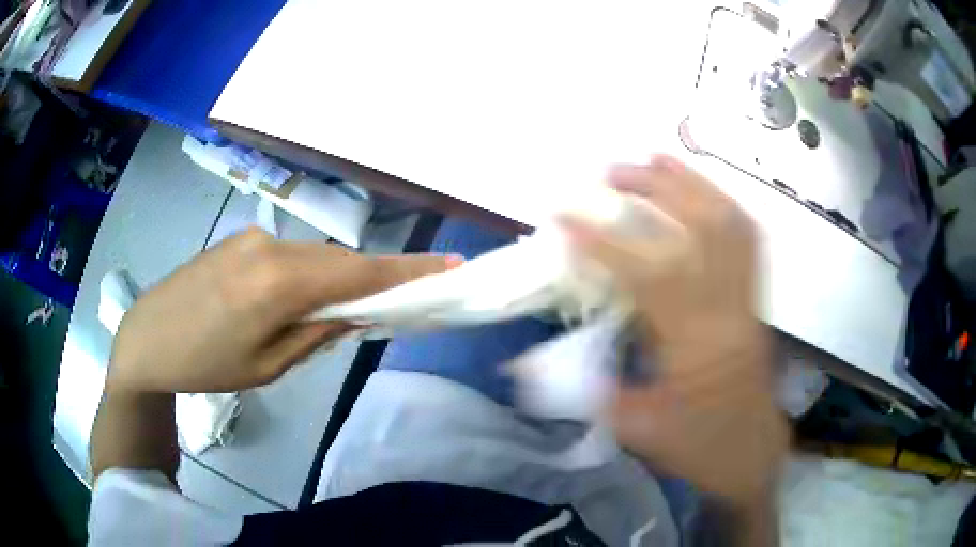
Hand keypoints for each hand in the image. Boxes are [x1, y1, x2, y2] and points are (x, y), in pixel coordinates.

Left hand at [107, 228, 451, 394]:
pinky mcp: (238, 239)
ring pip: (313, 256)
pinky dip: (305, 273)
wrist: (146, 339)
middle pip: (338, 260)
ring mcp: (251, 238)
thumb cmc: (204, 366)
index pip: (358, 274)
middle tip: (393, 300)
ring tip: (330, 312)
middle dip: (369, 278)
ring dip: (332, 278)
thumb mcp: (266, 367)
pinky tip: (291, 298)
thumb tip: (355, 313)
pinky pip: (288, 254)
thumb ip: (315, 333)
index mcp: (277, 286)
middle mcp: (269, 248)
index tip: (449, 265)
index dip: (406, 270)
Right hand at [562, 156, 787, 502]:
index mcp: (696, 347)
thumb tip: (524, 365)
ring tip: (653, 159)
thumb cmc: (696, 446)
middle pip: (699, 228)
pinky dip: (722, 203)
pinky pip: (748, 238)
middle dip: (652, 190)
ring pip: (728, 223)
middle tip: (609, 172)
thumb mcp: (636, 431)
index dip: (604, 240)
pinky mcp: (757, 298)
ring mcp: (749, 299)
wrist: (750, 453)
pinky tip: (699, 189)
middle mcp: (728, 310)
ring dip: (689, 183)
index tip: (563, 216)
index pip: (650, 275)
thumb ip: (584, 391)